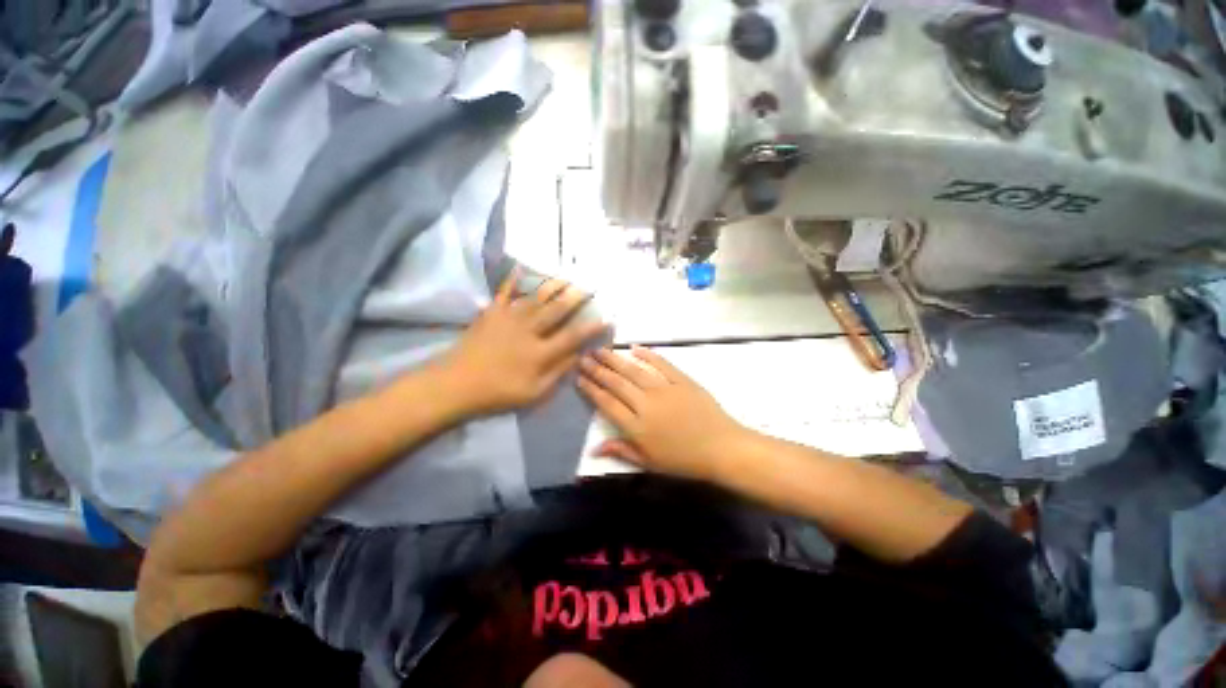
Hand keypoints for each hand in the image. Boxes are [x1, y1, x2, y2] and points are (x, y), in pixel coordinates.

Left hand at [442, 269, 607, 414]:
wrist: (456, 384)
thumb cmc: (498, 392)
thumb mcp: (533, 392)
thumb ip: (557, 372)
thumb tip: (578, 356)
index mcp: (540, 352)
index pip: (572, 336)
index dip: (591, 327)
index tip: (606, 317)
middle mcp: (528, 330)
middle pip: (556, 310)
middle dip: (575, 297)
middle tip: (589, 286)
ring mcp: (509, 319)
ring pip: (536, 298)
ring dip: (553, 286)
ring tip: (567, 276)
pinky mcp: (492, 313)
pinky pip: (504, 292)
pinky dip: (512, 279)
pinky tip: (519, 266)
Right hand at [577, 346, 752, 482]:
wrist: (722, 448)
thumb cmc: (684, 460)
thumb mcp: (650, 463)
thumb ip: (622, 451)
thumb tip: (593, 449)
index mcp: (637, 427)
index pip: (607, 403)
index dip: (591, 389)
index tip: (579, 378)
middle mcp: (646, 404)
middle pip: (616, 383)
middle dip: (597, 370)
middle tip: (583, 358)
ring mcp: (664, 389)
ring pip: (634, 370)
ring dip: (615, 359)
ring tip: (600, 350)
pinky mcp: (681, 380)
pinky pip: (661, 364)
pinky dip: (648, 354)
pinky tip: (634, 347)